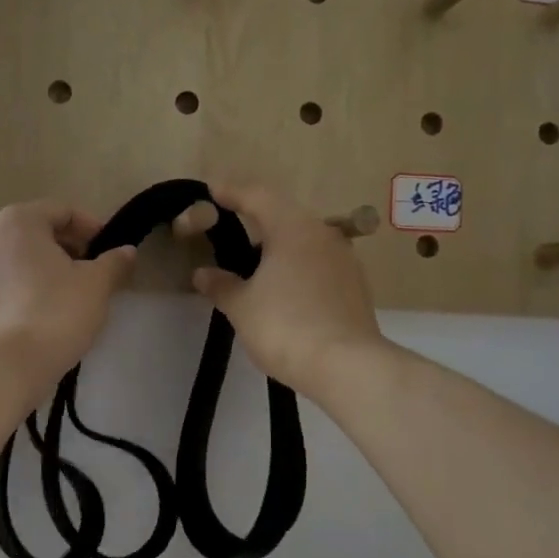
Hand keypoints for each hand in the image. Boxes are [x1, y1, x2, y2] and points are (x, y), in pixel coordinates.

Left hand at [0, 201, 136, 395]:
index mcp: (17, 222)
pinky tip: (24, 320)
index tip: (108, 251)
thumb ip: (114, 262)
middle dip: (59, 249)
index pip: (62, 211)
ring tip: (54, 299)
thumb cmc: (55, 313)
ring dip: (31, 272)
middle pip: (30, 234)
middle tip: (85, 274)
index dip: (90, 228)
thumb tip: (126, 251)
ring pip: (6, 262)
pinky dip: (7, 297)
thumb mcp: (96, 286)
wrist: (2, 368)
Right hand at [190, 183, 383, 399]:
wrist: (347, 366)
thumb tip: (203, 274)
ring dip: (279, 243)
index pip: (257, 196)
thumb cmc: (286, 326)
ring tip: (254, 260)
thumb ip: (221, 285)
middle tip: (229, 223)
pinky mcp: (355, 285)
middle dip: (256, 217)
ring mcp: (344, 259)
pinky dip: (297, 265)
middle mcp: (323, 234)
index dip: (232, 192)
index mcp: (292, 228)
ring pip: (305, 239)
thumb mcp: (242, 307)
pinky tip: (284, 287)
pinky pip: (318, 262)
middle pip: (284, 214)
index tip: (211, 191)